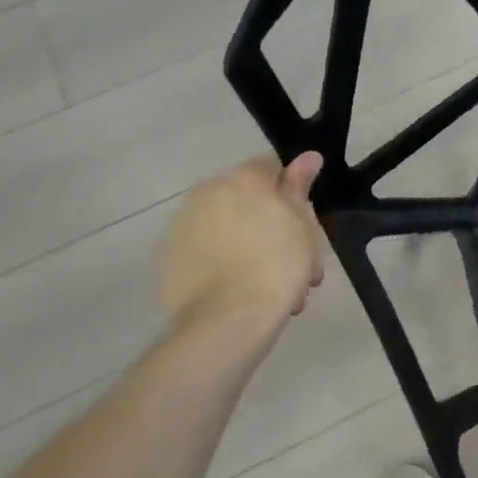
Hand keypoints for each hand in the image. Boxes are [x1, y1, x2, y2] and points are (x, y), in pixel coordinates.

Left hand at [157, 153, 325, 338]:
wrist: (227, 321)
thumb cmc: (277, 264)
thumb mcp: (302, 224)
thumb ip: (299, 186)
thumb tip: (307, 157)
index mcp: (242, 178)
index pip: (274, 168)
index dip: (295, 194)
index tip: (307, 224)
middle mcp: (207, 192)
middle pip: (250, 201)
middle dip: (276, 226)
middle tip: (300, 262)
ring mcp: (183, 226)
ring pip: (231, 229)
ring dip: (255, 248)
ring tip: (278, 287)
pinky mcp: (170, 259)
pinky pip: (209, 253)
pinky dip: (228, 265)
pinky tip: (246, 292)